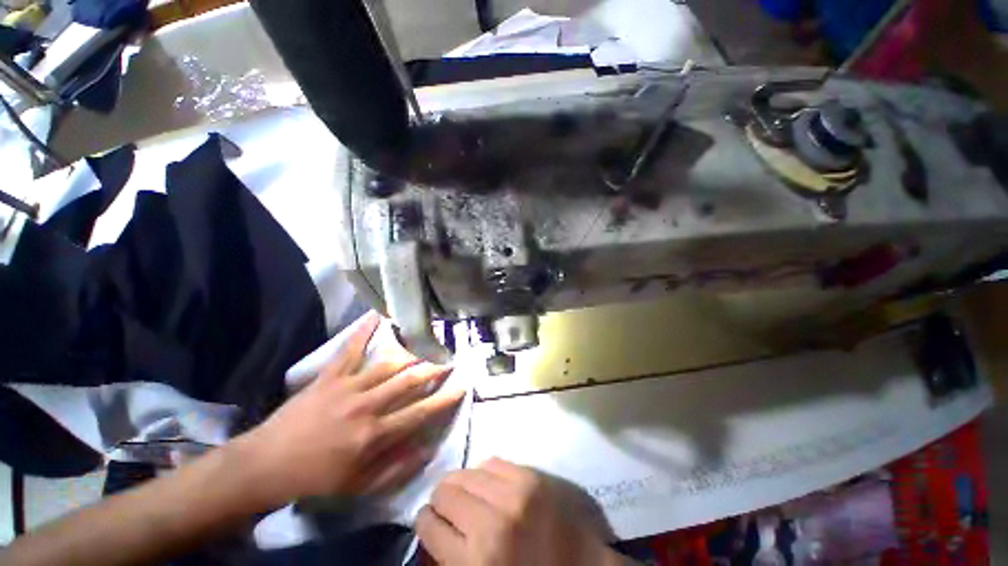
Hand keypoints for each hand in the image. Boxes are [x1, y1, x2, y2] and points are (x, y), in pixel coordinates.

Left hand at [239, 312, 464, 504]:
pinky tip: (376, 315)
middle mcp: (366, 406)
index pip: (420, 412)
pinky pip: (349, 350)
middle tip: (448, 360)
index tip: (462, 385)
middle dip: (433, 369)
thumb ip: (396, 468)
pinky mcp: (329, 376)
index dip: (444, 399)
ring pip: (388, 364)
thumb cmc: (316, 478)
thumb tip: (427, 448)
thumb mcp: (359, 486)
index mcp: (375, 434)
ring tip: (425, 346)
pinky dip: (362, 331)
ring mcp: (348, 387)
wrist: (267, 464)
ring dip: (410, 354)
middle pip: (409, 381)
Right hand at [416, 458, 626, 565]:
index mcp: (476, 561)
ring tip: (467, 495)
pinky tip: (488, 485)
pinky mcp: (532, 476)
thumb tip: (434, 528)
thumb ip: (453, 559)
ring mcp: (515, 494)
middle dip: (441, 501)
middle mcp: (492, 521)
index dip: (425, 522)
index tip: (430, 522)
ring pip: (466, 472)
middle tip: (449, 509)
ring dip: (461, 484)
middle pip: (445, 492)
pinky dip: (484, 473)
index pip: (428, 524)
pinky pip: (493, 461)